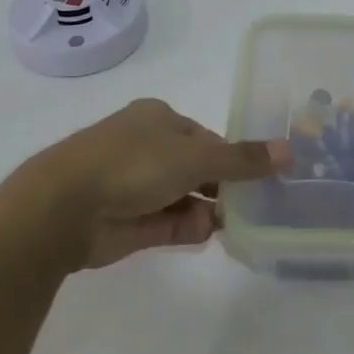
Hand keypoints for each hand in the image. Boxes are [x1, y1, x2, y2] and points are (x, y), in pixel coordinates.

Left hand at [18, 99, 287, 268]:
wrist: (64, 208)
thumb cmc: (133, 163)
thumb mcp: (196, 156)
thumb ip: (242, 159)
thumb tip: (289, 150)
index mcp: (158, 119)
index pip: (205, 137)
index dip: (232, 155)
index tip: (260, 175)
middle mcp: (146, 148)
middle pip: (196, 167)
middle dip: (223, 185)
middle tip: (257, 204)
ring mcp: (134, 187)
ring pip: (183, 197)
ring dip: (209, 209)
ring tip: (239, 223)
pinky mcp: (127, 223)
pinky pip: (168, 224)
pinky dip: (189, 228)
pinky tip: (211, 234)